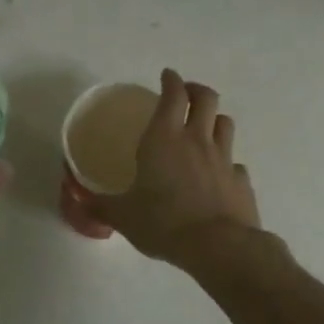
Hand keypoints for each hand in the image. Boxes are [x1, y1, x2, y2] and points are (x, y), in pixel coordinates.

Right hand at [86, 69, 261, 268]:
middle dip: (196, 90)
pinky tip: (218, 174)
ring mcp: (224, 159)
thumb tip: (82, 203)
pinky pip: (235, 162)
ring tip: (204, 127)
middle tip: (187, 93)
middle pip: (206, 99)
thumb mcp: (123, 216)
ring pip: (225, 124)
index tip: (167, 75)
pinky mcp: (241, 181)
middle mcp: (196, 140)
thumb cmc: (163, 223)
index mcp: (164, 139)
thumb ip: (101, 206)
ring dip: (214, 120)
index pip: (173, 95)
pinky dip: (226, 162)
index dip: (171, 81)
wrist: (219, 247)